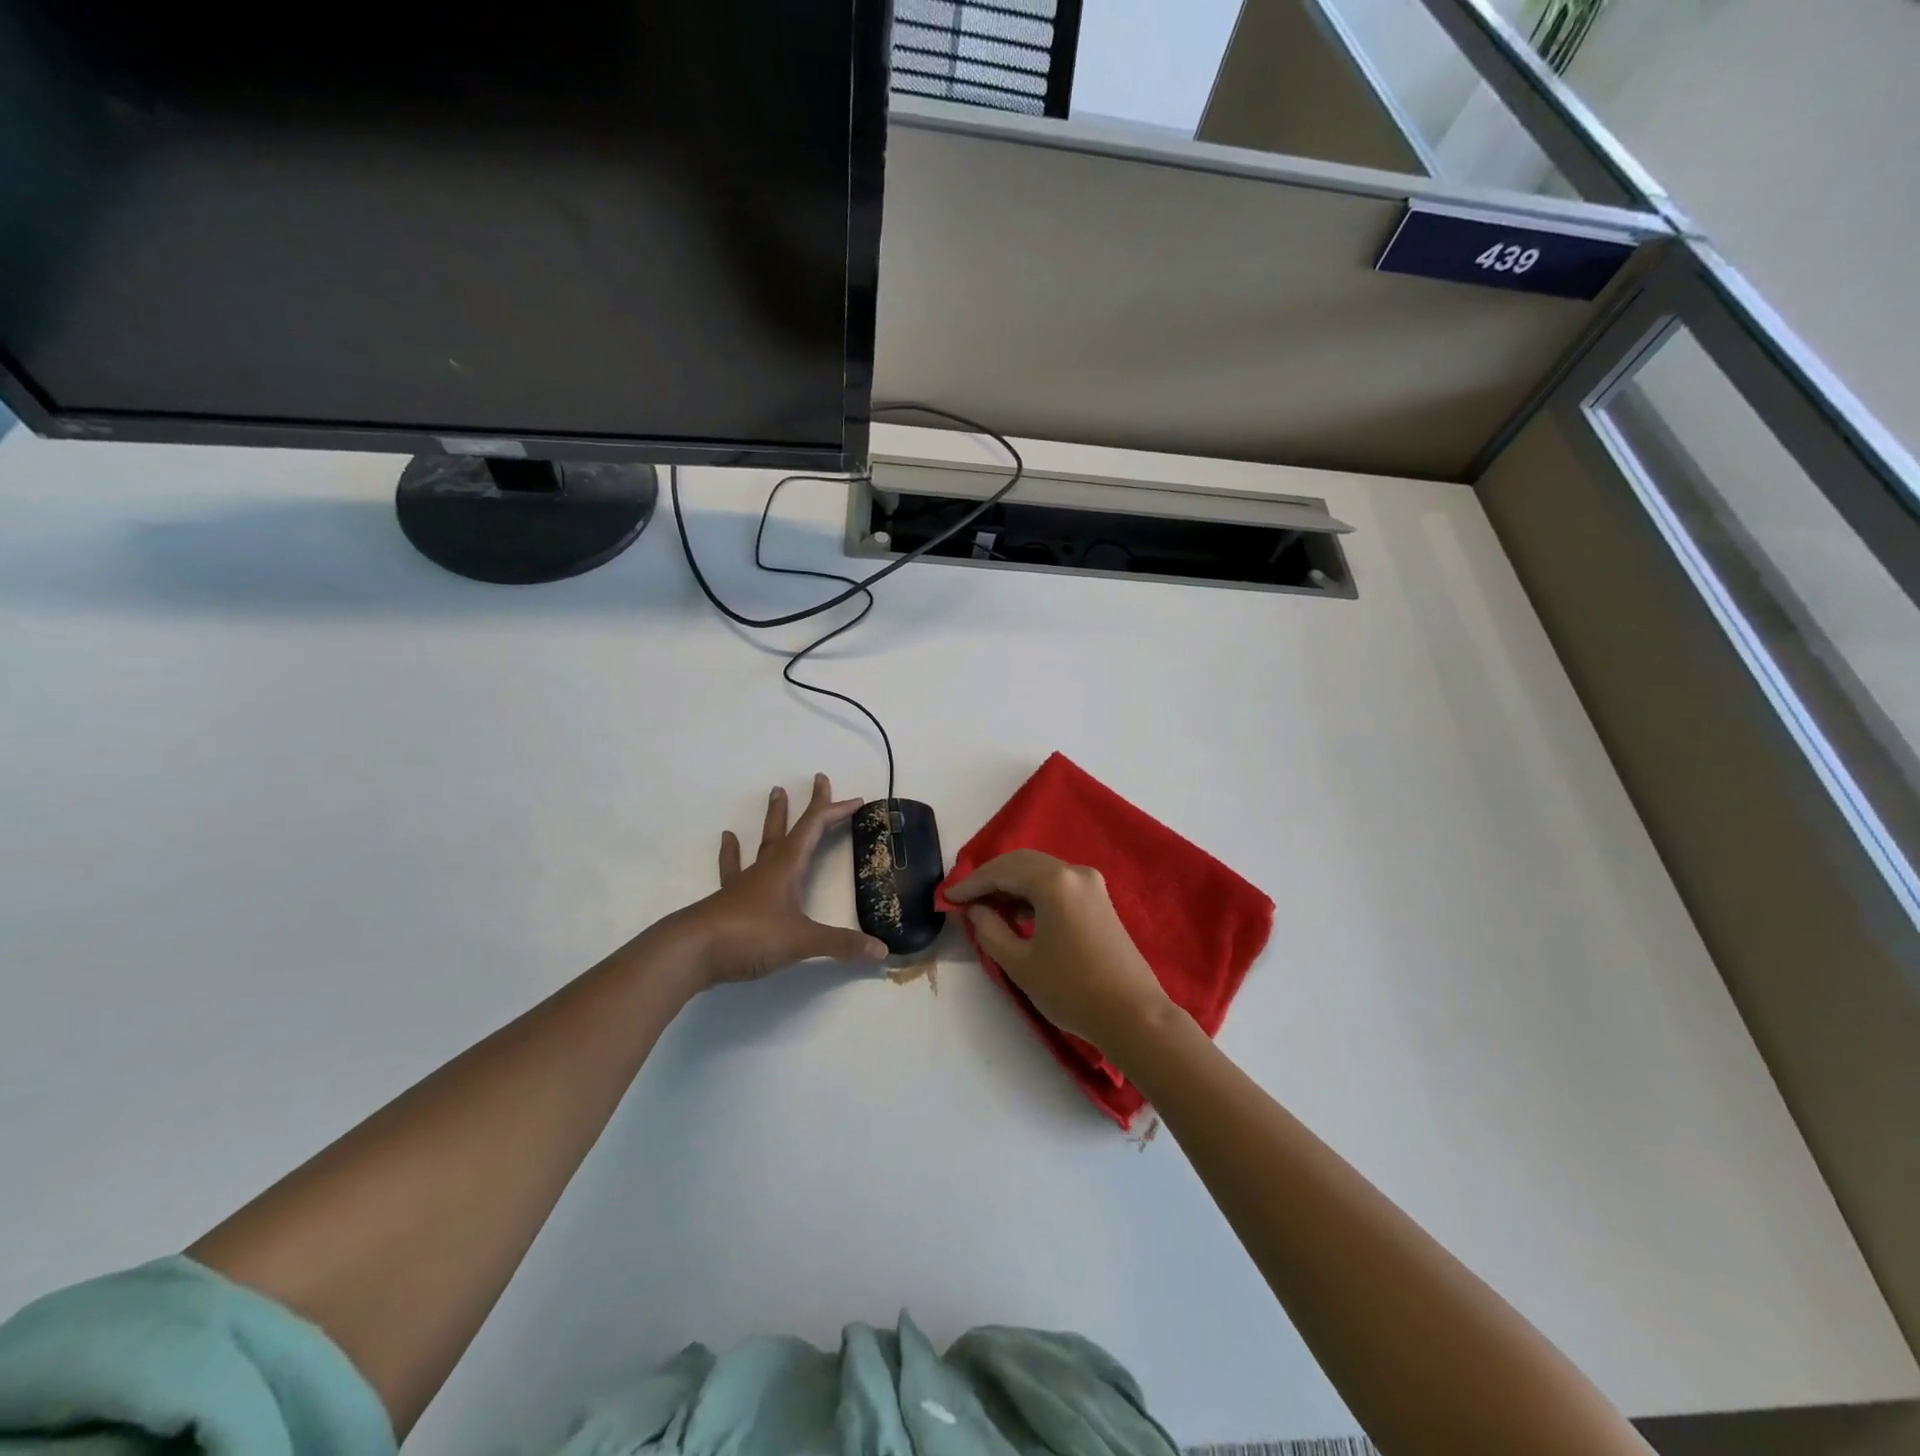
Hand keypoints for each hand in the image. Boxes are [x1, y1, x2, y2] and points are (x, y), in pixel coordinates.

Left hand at [668, 774, 889, 989]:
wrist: (690, 952)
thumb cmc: (749, 936)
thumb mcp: (801, 941)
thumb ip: (841, 944)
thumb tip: (882, 950)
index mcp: (787, 868)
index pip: (815, 829)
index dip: (836, 812)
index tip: (856, 800)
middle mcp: (767, 868)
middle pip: (791, 828)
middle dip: (809, 805)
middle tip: (817, 778)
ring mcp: (745, 882)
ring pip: (764, 843)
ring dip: (773, 819)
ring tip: (775, 794)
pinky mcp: (728, 900)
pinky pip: (733, 869)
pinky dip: (733, 854)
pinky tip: (727, 839)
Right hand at [944, 849, 1176, 1054]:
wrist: (1133, 1015)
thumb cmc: (1072, 990)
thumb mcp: (1020, 963)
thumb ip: (990, 930)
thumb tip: (976, 910)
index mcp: (1054, 881)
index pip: (1002, 871)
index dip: (971, 884)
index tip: (947, 898)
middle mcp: (1074, 872)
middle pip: (1021, 863)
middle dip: (990, 879)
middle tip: (964, 901)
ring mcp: (1091, 884)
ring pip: (1040, 872)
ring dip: (1012, 886)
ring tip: (986, 910)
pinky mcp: (1099, 899)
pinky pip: (1057, 884)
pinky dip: (1033, 893)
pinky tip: (1018, 915)